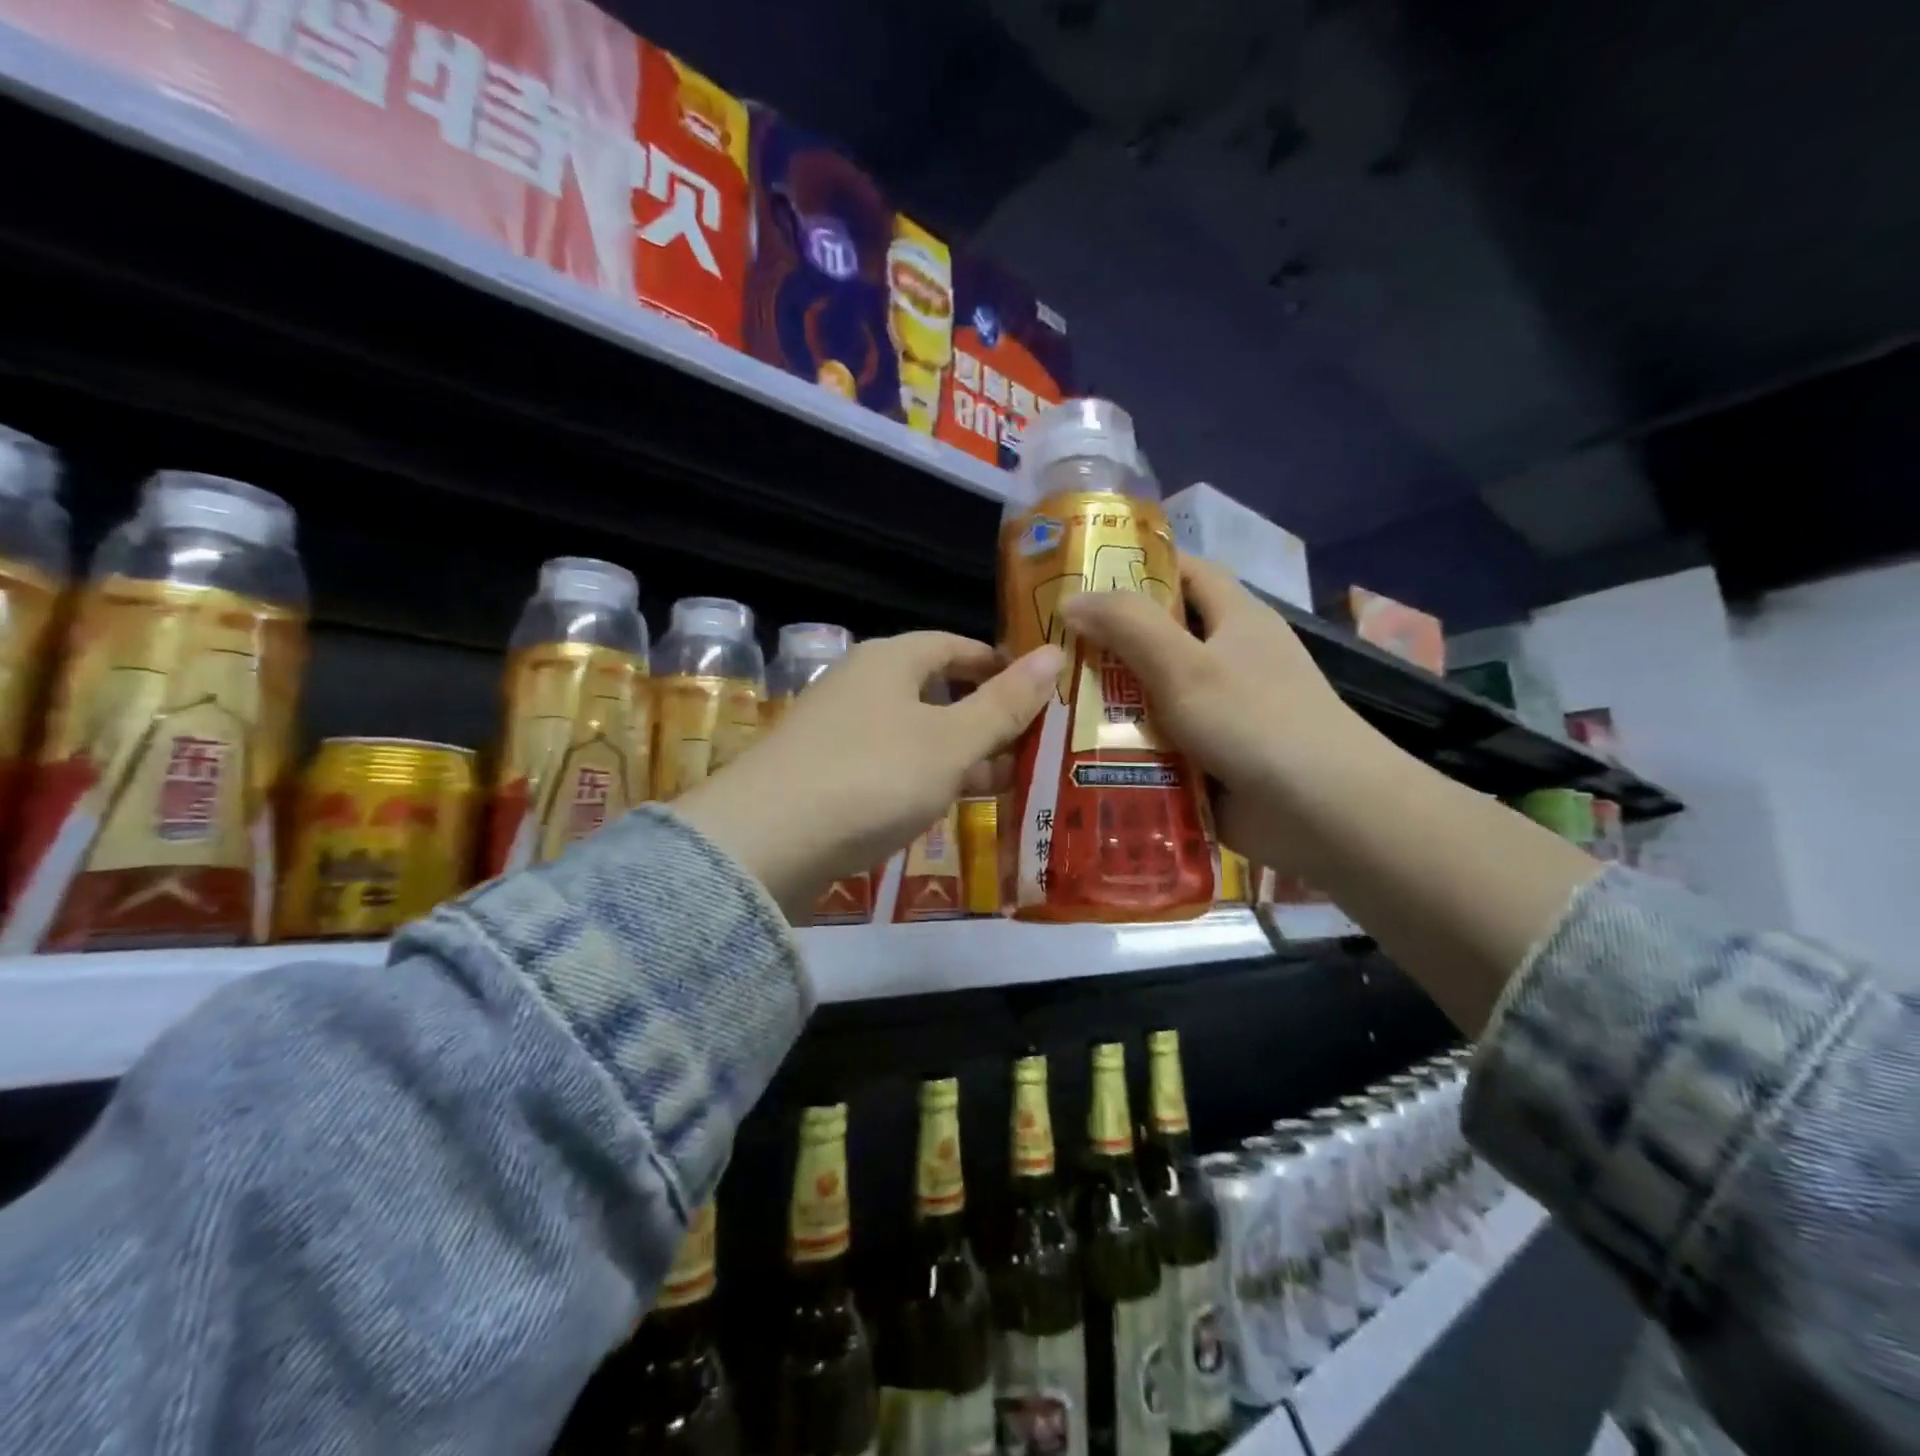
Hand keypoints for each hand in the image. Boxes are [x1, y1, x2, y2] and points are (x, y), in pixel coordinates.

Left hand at [673, 633, 1064, 920]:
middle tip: (1031, 746)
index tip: (1037, 690)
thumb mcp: (951, 741)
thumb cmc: (872, 776)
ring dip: (958, 755)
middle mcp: (860, 686)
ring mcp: (837, 733)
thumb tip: (1055, 653)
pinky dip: (923, 780)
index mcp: (890, 661)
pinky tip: (946, 806)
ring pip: (913, 734)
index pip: (954, 646)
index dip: (998, 664)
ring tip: (1005, 782)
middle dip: (984, 717)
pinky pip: (889, 767)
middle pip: (934, 691)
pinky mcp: (823, 776)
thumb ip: (1003, 703)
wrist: (765, 842)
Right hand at [1060, 555, 1364, 872]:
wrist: (1322, 813)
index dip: (1137, 567)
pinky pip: (1157, 743)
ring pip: (1152, 695)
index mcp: (1234, 619)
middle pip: (1159, 638)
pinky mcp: (1209, 758)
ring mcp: (1218, 712)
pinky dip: (1124, 747)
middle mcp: (1227, 659)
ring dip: (1108, 702)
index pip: (1184, 571)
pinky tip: (1076, 753)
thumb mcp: (1186, 665)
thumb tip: (1069, 600)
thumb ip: (1128, 626)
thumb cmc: (1256, 721)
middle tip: (1046, 651)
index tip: (1080, 578)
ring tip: (1047, 704)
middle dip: (1106, 643)